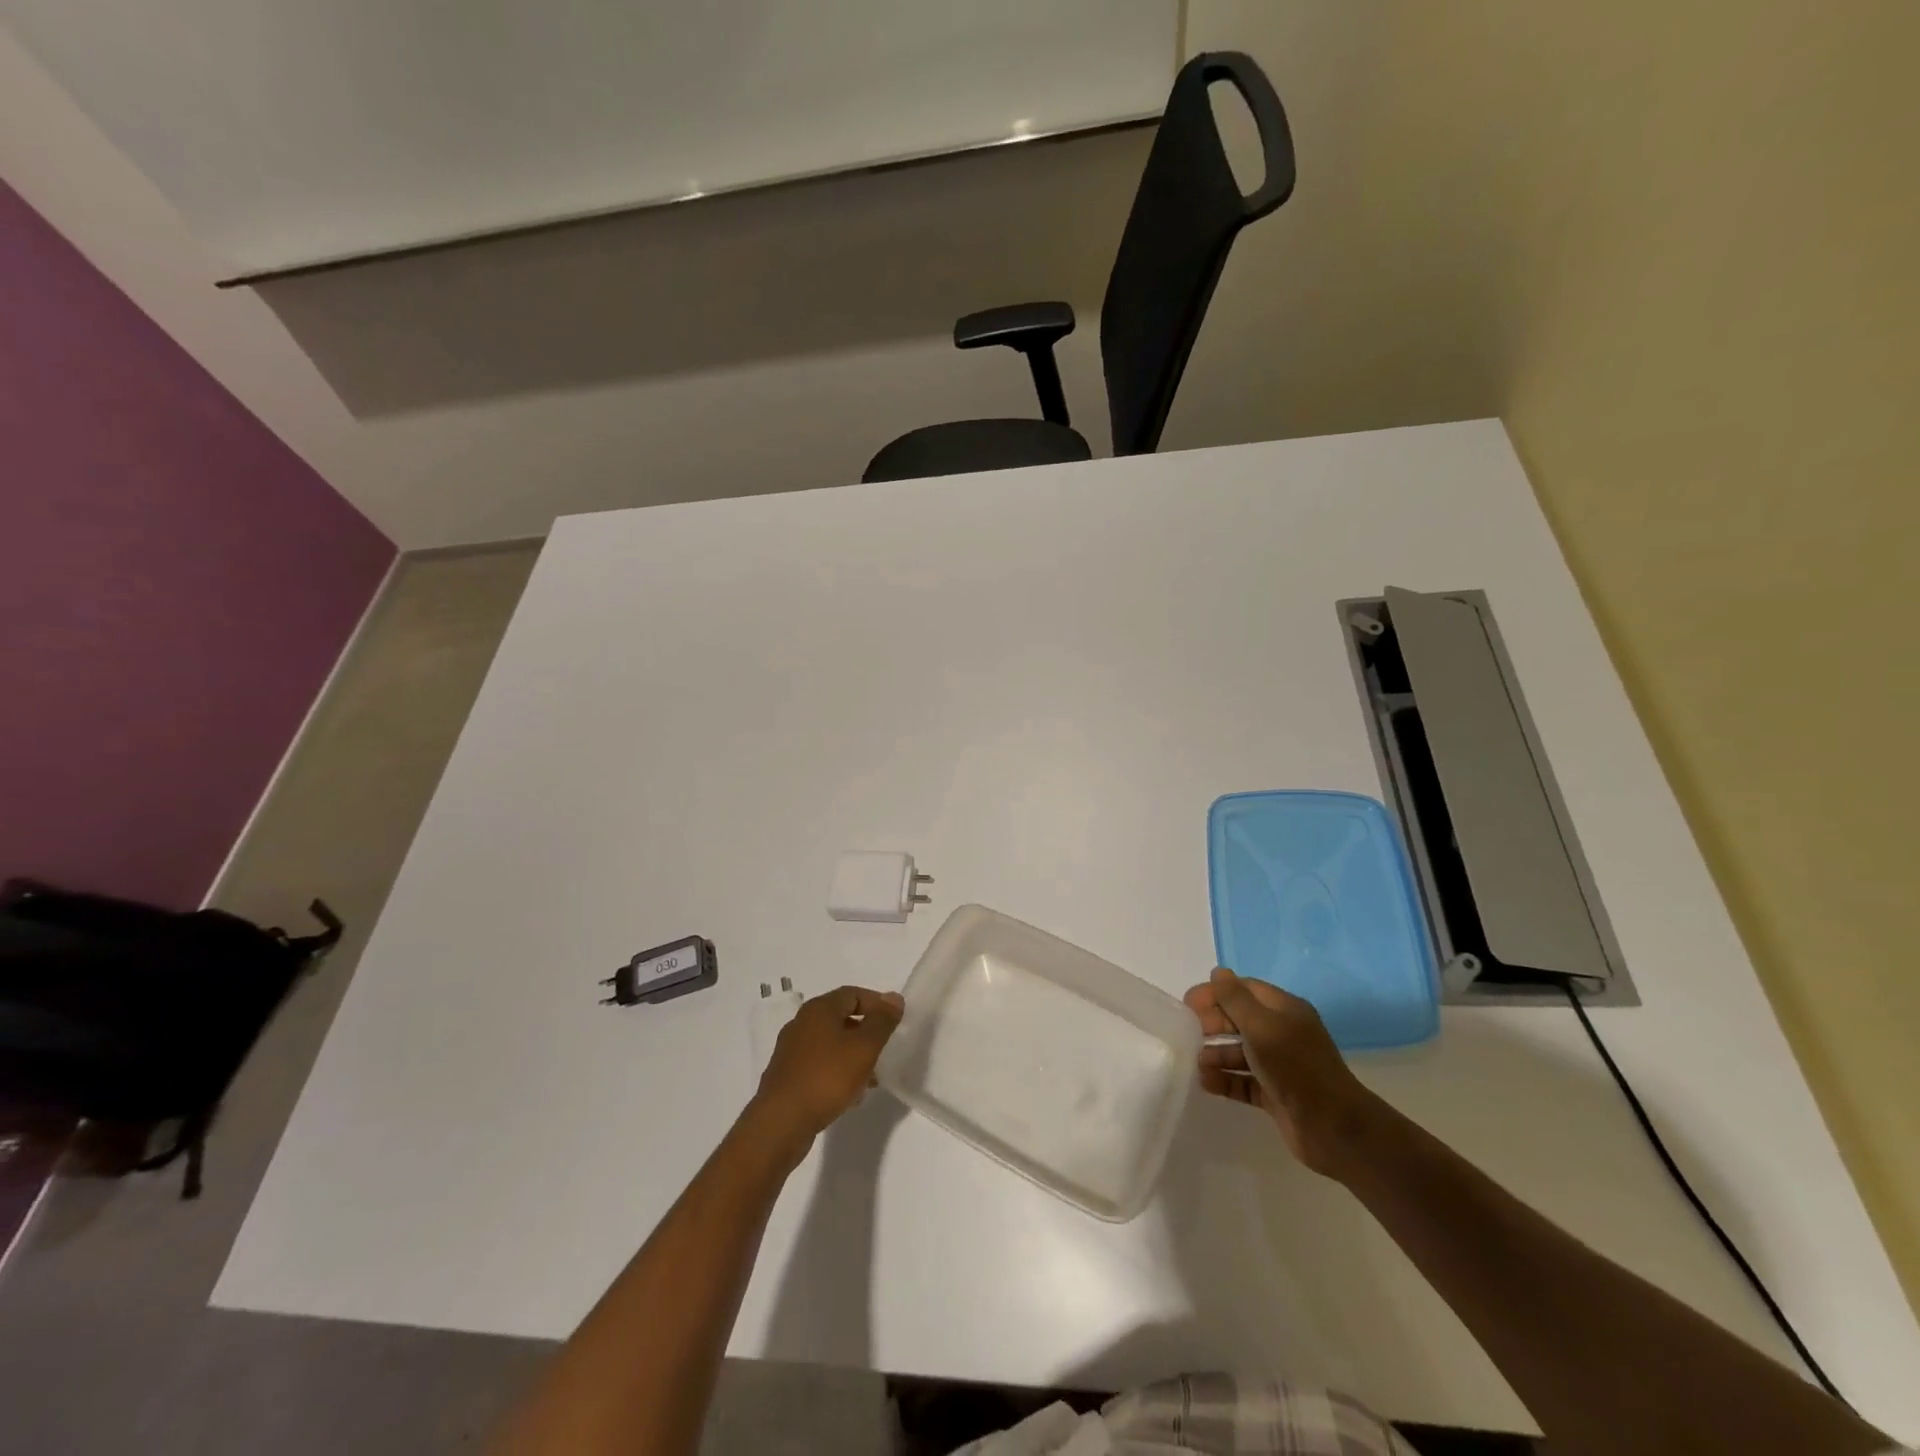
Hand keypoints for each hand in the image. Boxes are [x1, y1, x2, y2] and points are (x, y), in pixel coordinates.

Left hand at [753, 986, 904, 1141]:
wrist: (781, 1123)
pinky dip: (837, 1072)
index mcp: (818, 1009)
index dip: (877, 1004)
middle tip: (885, 1049)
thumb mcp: (864, 1047)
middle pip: (841, 1018)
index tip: (895, 1021)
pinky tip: (850, 1094)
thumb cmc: (826, 1078)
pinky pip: (819, 1065)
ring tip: (872, 1077)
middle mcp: (801, 1023)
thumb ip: (882, 1021)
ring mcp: (791, 1051)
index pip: (853, 994)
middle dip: (866, 1032)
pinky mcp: (787, 1076)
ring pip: (831, 1044)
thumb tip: (894, 998)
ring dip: (853, 1055)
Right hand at [1184, 967, 1376, 1177]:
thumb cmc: (1295, 1067)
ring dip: (1215, 1054)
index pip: (1245, 990)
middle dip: (1213, 1023)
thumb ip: (1236, 999)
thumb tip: (1219, 972)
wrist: (1334, 1129)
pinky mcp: (1275, 1094)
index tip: (1188, 1003)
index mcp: (1285, 1011)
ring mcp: (1279, 1066)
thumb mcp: (1262, 1026)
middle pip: (1240, 1020)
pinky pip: (1243, 1081)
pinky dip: (1224, 1080)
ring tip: (1196, 1062)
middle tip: (1188, 1032)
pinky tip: (1205, 1082)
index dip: (1216, 993)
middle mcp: (1282, 1034)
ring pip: (1239, 1052)